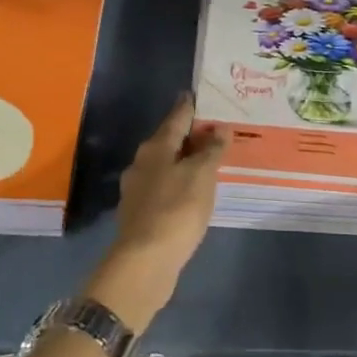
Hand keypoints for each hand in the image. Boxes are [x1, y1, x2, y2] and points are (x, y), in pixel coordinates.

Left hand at [86, 94, 230, 333]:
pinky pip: (164, 187)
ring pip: (165, 165)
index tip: (200, 95)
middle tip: (215, 131)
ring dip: (185, 161)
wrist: (145, 261)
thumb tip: (219, 128)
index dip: (190, 106)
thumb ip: (211, 150)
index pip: (176, 117)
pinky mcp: (141, 214)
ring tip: (209, 162)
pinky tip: (193, 192)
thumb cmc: (176, 210)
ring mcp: (138, 190)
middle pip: (168, 140)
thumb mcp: (201, 176)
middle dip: (190, 135)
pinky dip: (180, 183)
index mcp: (155, 148)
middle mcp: (141, 163)